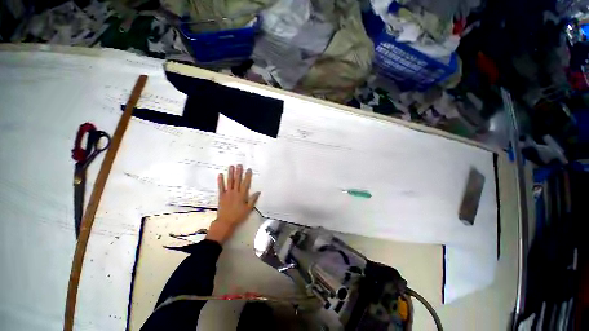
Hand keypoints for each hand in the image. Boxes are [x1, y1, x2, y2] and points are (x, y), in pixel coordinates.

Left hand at [206, 164, 260, 243]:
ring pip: (229, 181)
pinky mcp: (221, 196)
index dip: (247, 176)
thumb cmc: (238, 215)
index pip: (246, 183)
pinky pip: (221, 187)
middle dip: (238, 172)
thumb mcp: (248, 209)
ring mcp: (227, 193)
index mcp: (242, 195)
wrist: (226, 222)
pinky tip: (220, 174)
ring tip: (231, 166)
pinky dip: (220, 181)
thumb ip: (253, 200)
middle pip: (237, 180)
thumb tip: (258, 192)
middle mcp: (235, 192)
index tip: (249, 169)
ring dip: (230, 173)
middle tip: (239, 164)